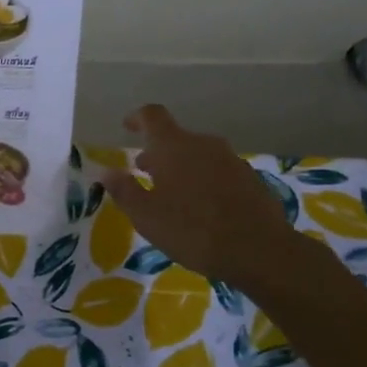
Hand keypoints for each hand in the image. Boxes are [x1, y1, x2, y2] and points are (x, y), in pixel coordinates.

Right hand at [102, 104, 300, 284]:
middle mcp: (203, 144)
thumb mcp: (147, 216)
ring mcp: (231, 159)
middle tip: (144, 173)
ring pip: (198, 155)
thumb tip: (106, 171)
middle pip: (175, 138)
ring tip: (173, 194)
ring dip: (182, 167)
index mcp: (173, 146)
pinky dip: (204, 181)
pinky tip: (203, 209)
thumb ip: (124, 190)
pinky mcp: (250, 179)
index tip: (127, 127)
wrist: (260, 250)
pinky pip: (218, 171)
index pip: (152, 116)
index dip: (137, 118)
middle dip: (158, 153)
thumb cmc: (193, 230)